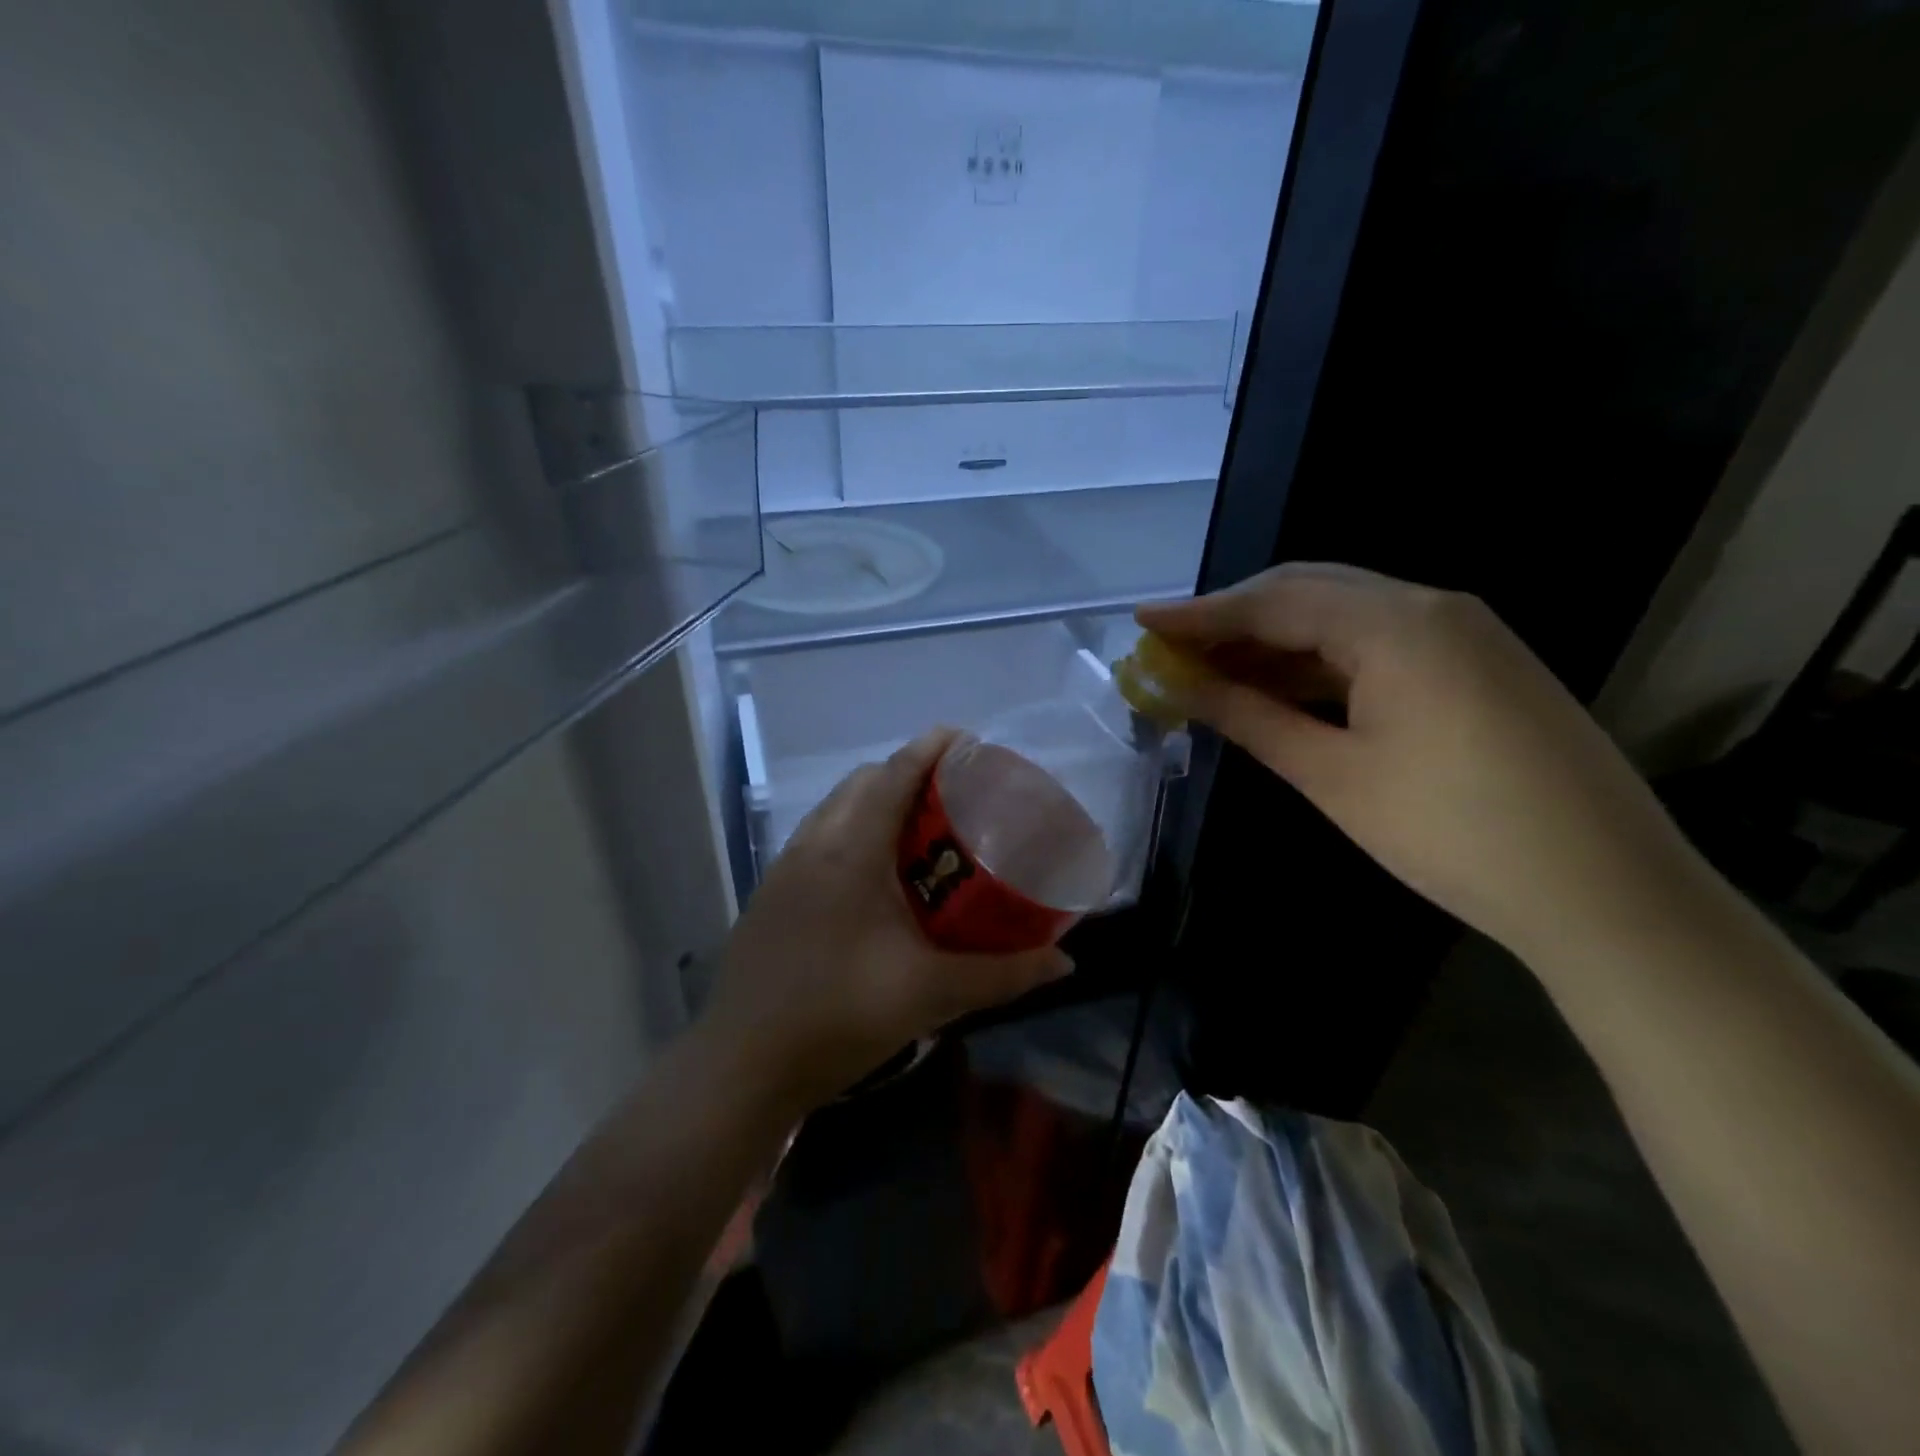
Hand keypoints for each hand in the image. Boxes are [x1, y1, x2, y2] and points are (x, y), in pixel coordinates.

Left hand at [704, 730, 1072, 1111]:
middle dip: (905, 773)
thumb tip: (1064, 961)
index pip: (892, 775)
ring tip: (918, 832)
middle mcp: (812, 846)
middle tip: (952, 795)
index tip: (965, 738)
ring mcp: (784, 871)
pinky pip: (818, 840)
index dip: (929, 748)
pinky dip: (851, 833)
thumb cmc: (837, 1017)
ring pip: (834, 810)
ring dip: (874, 803)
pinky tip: (873, 880)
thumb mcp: (929, 994)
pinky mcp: (771, 898)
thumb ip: (1001, 974)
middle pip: (861, 784)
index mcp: (849, 851)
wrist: (741, 1068)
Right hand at [1138, 565, 1704, 956]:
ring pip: (1343, 617)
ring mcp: (1463, 633)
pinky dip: (1320, 661)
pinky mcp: (1477, 666)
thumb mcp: (1333, 774)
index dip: (1201, 614)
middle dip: (1235, 619)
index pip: (1275, 601)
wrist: (1606, 892)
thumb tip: (1181, 686)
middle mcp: (1433, 606)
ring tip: (1212, 672)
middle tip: (1174, 648)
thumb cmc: (1452, 832)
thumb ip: (1251, 717)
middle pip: (1309, 592)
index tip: (1143, 622)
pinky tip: (1281, 689)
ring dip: (1276, 641)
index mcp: (1397, 623)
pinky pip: (1378, 644)